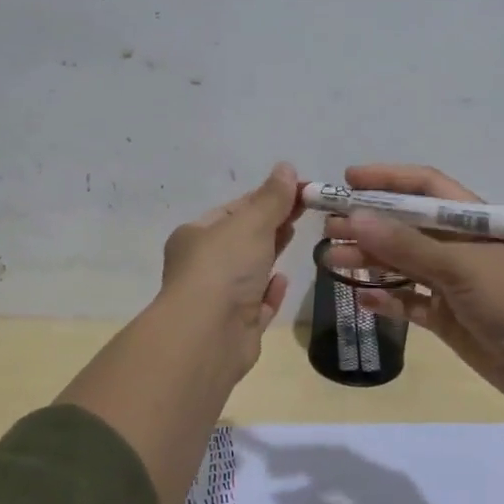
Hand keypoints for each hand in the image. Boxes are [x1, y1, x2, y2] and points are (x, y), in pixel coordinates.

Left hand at [159, 161, 302, 373]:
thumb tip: (286, 168)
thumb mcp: (250, 223)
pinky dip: (270, 291)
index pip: (236, 208)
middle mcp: (203, 266)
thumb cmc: (223, 268)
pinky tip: (283, 280)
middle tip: (307, 209)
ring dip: (270, 254)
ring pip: (249, 271)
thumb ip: (272, 198)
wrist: (207, 336)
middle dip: (272, 223)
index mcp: (196, 235)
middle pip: (243, 238)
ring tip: (296, 236)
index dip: (269, 196)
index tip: (303, 189)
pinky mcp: (236, 328)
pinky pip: (256, 304)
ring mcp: (218, 299)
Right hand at [321, 163, 503, 411]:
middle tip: (328, 227)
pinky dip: (385, 297)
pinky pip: (408, 301)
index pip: (424, 187)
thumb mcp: (458, 265)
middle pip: (406, 226)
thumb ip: (405, 244)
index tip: (347, 181)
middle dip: (368, 223)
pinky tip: (359, 296)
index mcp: (471, 220)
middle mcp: (459, 246)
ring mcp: (452, 283)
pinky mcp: (447, 317)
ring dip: (369, 259)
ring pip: (402, 263)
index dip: (387, 179)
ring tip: (331, 259)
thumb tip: (354, 218)